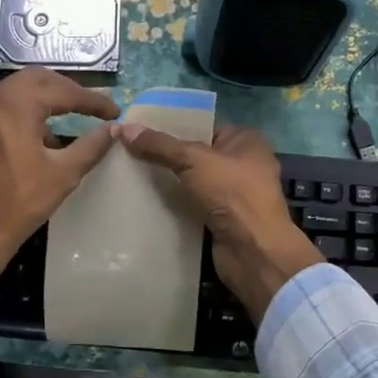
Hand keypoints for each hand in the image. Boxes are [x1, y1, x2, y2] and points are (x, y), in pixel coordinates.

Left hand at [0, 69, 120, 294]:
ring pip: (14, 92)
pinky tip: (34, 139)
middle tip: (90, 106)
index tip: (114, 111)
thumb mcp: (63, 175)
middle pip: (36, 79)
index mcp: (14, 105)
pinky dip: (20, 114)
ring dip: (42, 100)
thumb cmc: (18, 205)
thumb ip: (91, 146)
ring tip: (65, 121)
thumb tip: (113, 129)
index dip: (92, 100)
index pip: (62, 90)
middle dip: (66, 90)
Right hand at [117, 122, 323, 321]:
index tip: (142, 131)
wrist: (252, 251)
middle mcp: (245, 164)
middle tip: (132, 153)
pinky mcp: (225, 220)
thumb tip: (126, 128)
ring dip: (171, 182)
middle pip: (198, 155)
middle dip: (168, 156)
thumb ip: (160, 145)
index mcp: (246, 141)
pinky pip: (195, 205)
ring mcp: (236, 194)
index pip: (204, 127)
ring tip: (134, 175)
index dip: (174, 128)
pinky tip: (148, 201)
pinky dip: (176, 204)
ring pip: (195, 181)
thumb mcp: (193, 159)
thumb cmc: (231, 193)